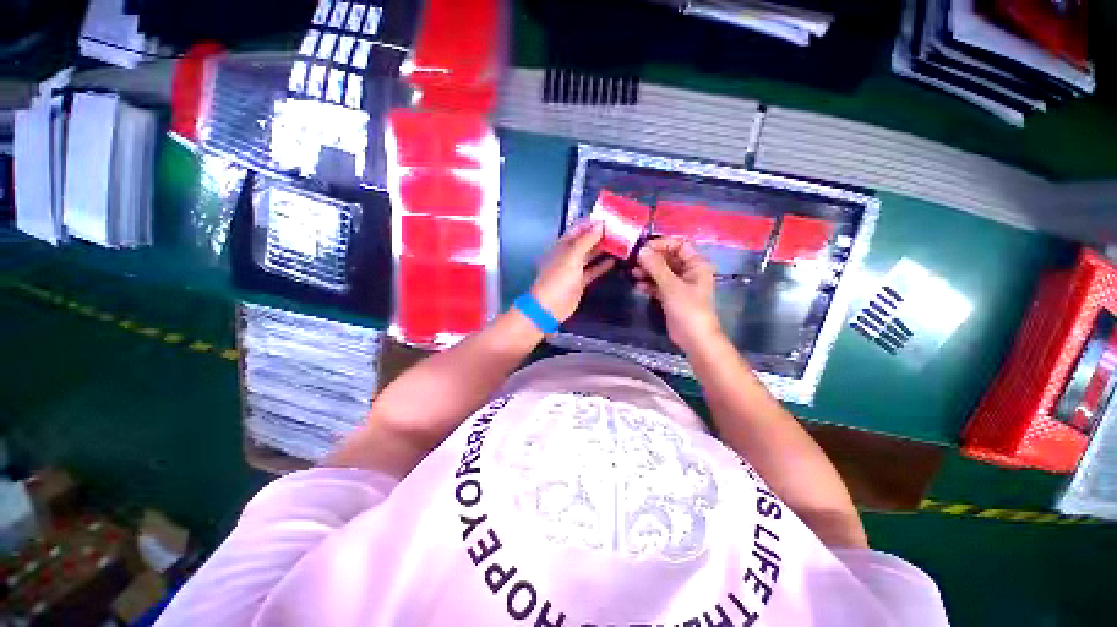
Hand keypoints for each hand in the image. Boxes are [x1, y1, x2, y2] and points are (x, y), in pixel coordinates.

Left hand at [531, 222, 615, 321]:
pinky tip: (614, 261)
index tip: (609, 217)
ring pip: (590, 255)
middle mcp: (568, 254)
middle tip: (620, 230)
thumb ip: (586, 240)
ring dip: (603, 249)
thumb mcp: (572, 256)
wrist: (550, 307)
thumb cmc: (558, 279)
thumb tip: (600, 224)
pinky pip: (592, 270)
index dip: (592, 223)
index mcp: (563, 245)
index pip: (578, 229)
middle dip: (600, 235)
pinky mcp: (580, 282)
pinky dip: (602, 265)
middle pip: (585, 241)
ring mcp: (574, 269)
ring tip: (620, 243)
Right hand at [634, 237, 722, 352]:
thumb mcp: (671, 285)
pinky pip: (658, 285)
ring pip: (661, 272)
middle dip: (651, 260)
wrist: (694, 338)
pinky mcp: (671, 297)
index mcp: (696, 264)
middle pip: (668, 258)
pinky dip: (649, 285)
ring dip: (648, 272)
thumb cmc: (688, 308)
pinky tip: (638, 287)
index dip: (662, 245)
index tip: (643, 249)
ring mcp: (679, 285)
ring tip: (633, 274)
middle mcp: (689, 272)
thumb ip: (656, 266)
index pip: (679, 245)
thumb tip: (641, 250)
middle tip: (634, 262)